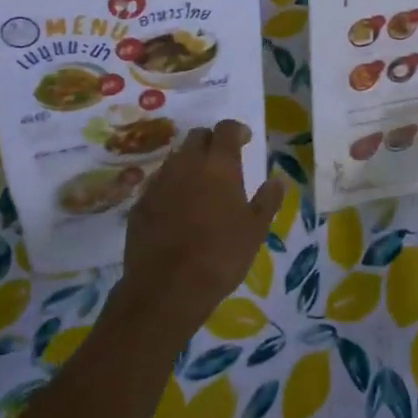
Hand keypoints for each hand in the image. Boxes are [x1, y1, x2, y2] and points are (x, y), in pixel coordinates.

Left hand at [115, 120, 283, 340]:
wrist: (166, 289)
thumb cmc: (220, 256)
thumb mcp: (255, 231)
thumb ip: (267, 201)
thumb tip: (277, 181)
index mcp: (218, 165)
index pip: (226, 129)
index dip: (236, 130)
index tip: (245, 139)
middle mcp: (186, 164)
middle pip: (197, 136)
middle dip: (211, 142)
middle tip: (222, 160)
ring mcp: (159, 182)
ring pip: (176, 158)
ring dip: (189, 163)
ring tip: (200, 184)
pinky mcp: (140, 204)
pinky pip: (158, 183)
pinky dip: (170, 186)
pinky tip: (177, 208)